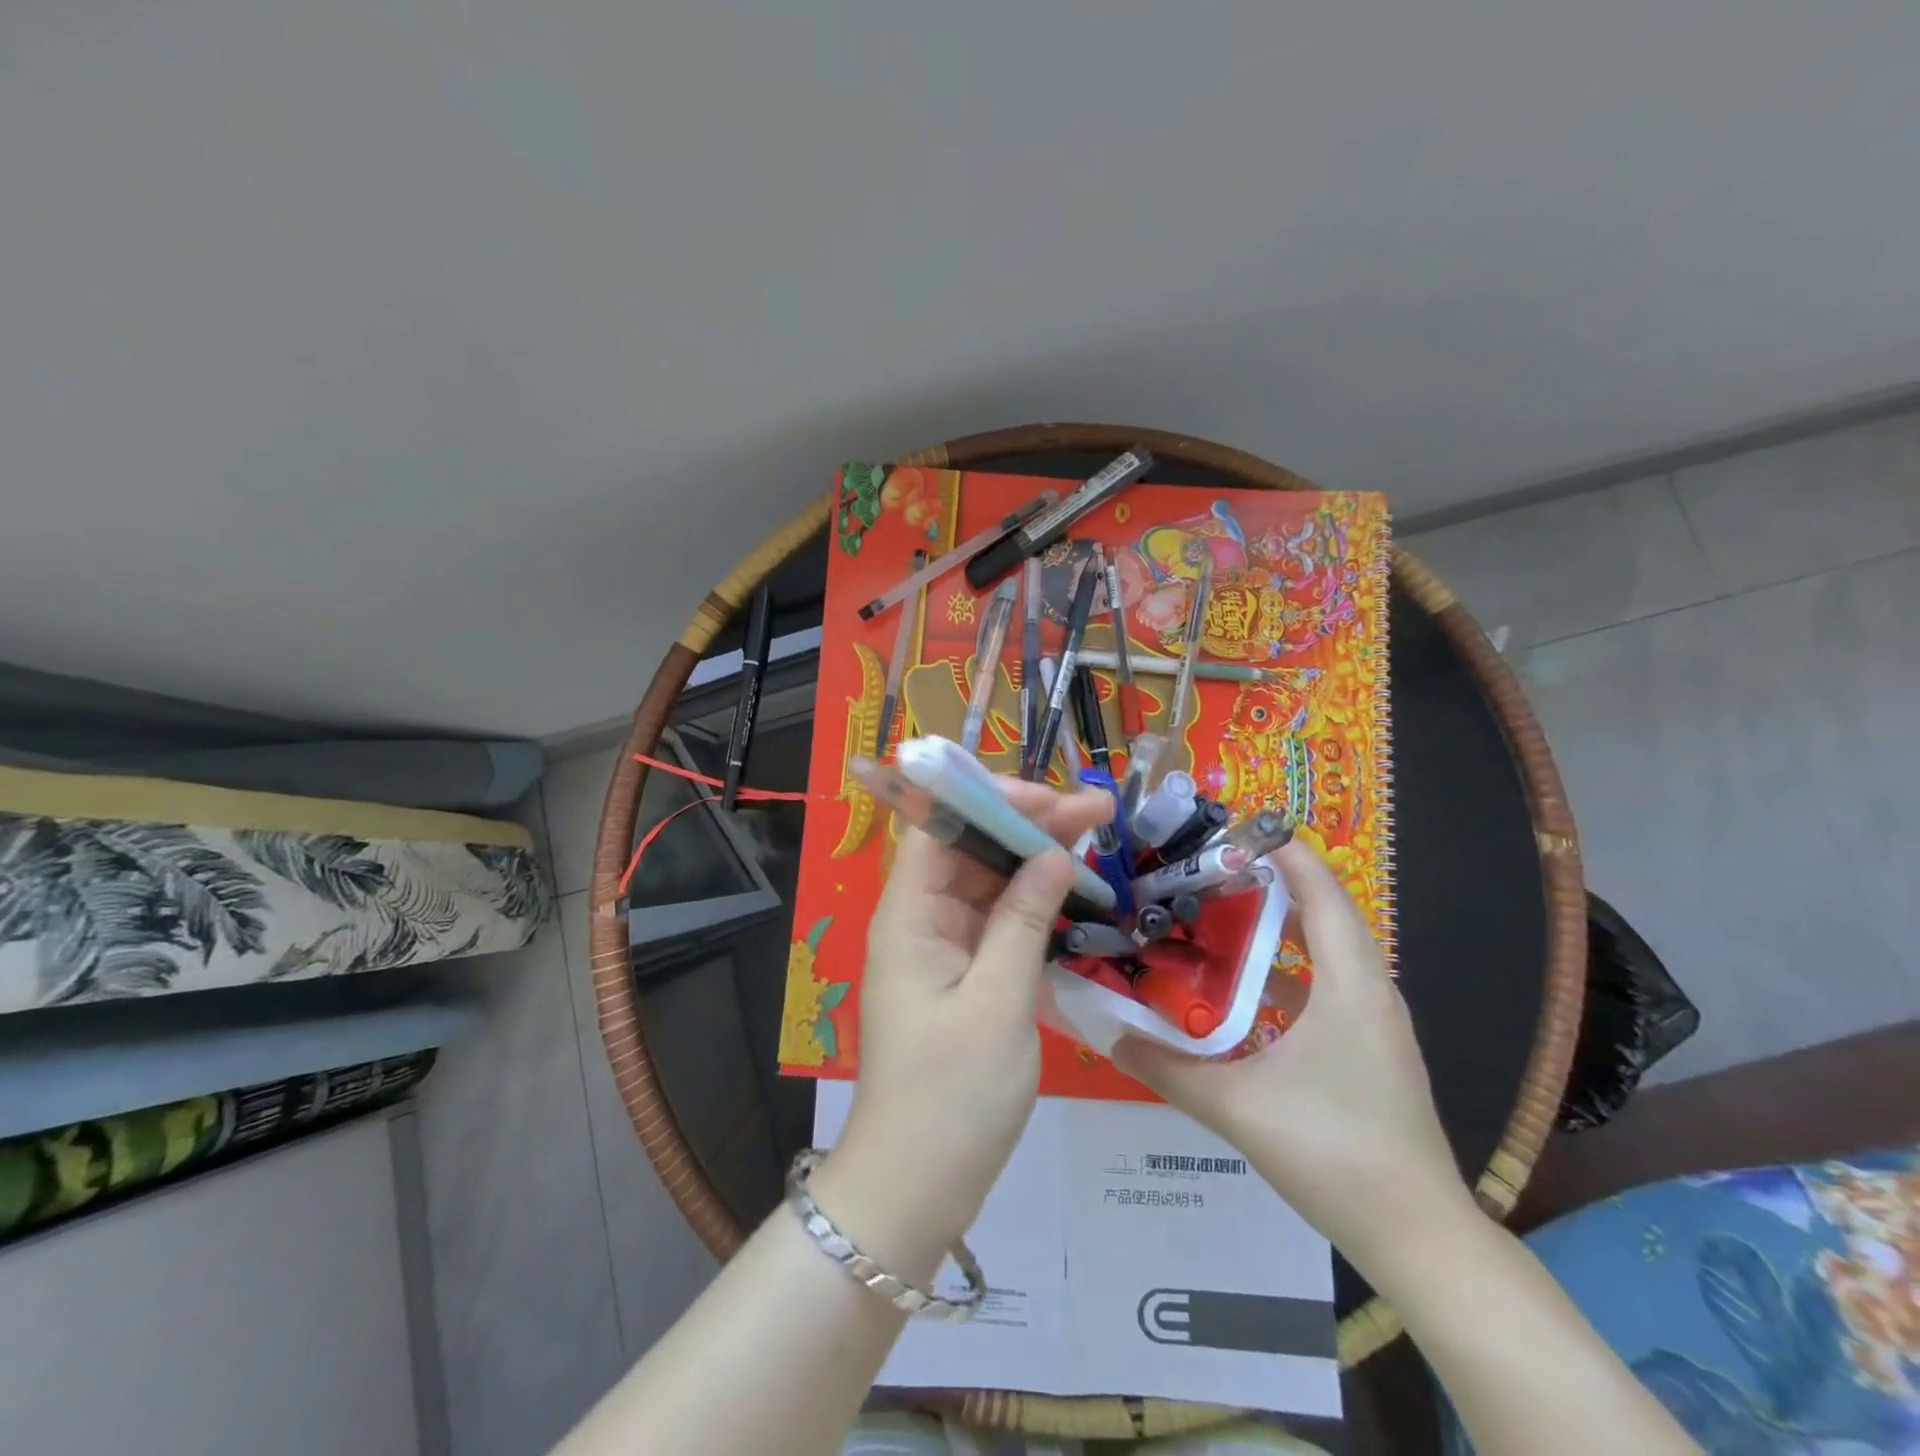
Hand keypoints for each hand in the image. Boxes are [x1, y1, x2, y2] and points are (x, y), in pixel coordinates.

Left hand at [816, 780, 1114, 1275]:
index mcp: (909, 914)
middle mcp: (920, 919)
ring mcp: (943, 948)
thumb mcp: (999, 1003)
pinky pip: (999, 922)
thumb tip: (1055, 853)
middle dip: (1030, 825)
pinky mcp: (964, 975)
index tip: (1053, 800)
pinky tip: (1077, 896)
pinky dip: (1036, 907)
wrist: (917, 1188)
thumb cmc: (952, 1096)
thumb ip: (1024, 921)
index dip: (992, 801)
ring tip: (1098, 842)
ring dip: (1038, 862)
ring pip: (990, 883)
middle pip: (972, 849)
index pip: (941, 827)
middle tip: (1098, 812)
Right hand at [1112, 837, 1472, 1271]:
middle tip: (1214, 869)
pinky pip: (1329, 988)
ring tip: (1222, 917)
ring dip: (1283, 929)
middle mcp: (1370, 994)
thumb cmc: (1334, 1152)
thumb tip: (1110, 1035)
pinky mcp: (1371, 1052)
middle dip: (1276, 884)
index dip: (1288, 856)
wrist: (1419, 1238)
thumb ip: (1169, 1070)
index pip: (1324, 896)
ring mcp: (1375, 1025)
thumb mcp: (1238, 1107)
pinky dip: (1289, 972)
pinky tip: (1245, 992)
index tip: (1240, 828)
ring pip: (1329, 954)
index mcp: (1350, 987)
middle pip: (1327, 916)